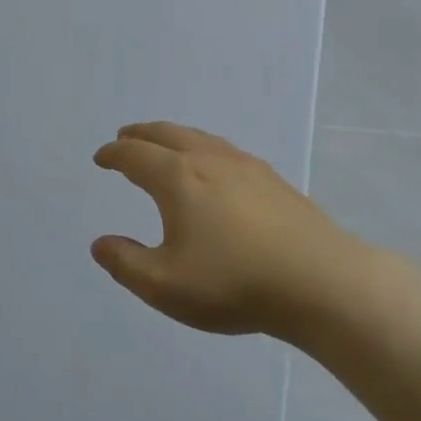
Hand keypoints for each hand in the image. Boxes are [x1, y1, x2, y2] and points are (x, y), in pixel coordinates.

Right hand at [90, 122, 371, 341]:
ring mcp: (246, 167)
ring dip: (173, 137)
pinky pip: (225, 150)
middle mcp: (209, 161)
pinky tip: (214, 167)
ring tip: (165, 146)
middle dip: (141, 135)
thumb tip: (100, 243)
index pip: (135, 156)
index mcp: (178, 179)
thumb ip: (125, 263)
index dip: (114, 155)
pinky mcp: (273, 180)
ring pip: (200, 138)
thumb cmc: (233, 283)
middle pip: (167, 134)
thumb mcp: (164, 286)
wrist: (319, 282)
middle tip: (125, 137)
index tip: (101, 157)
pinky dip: (203, 148)